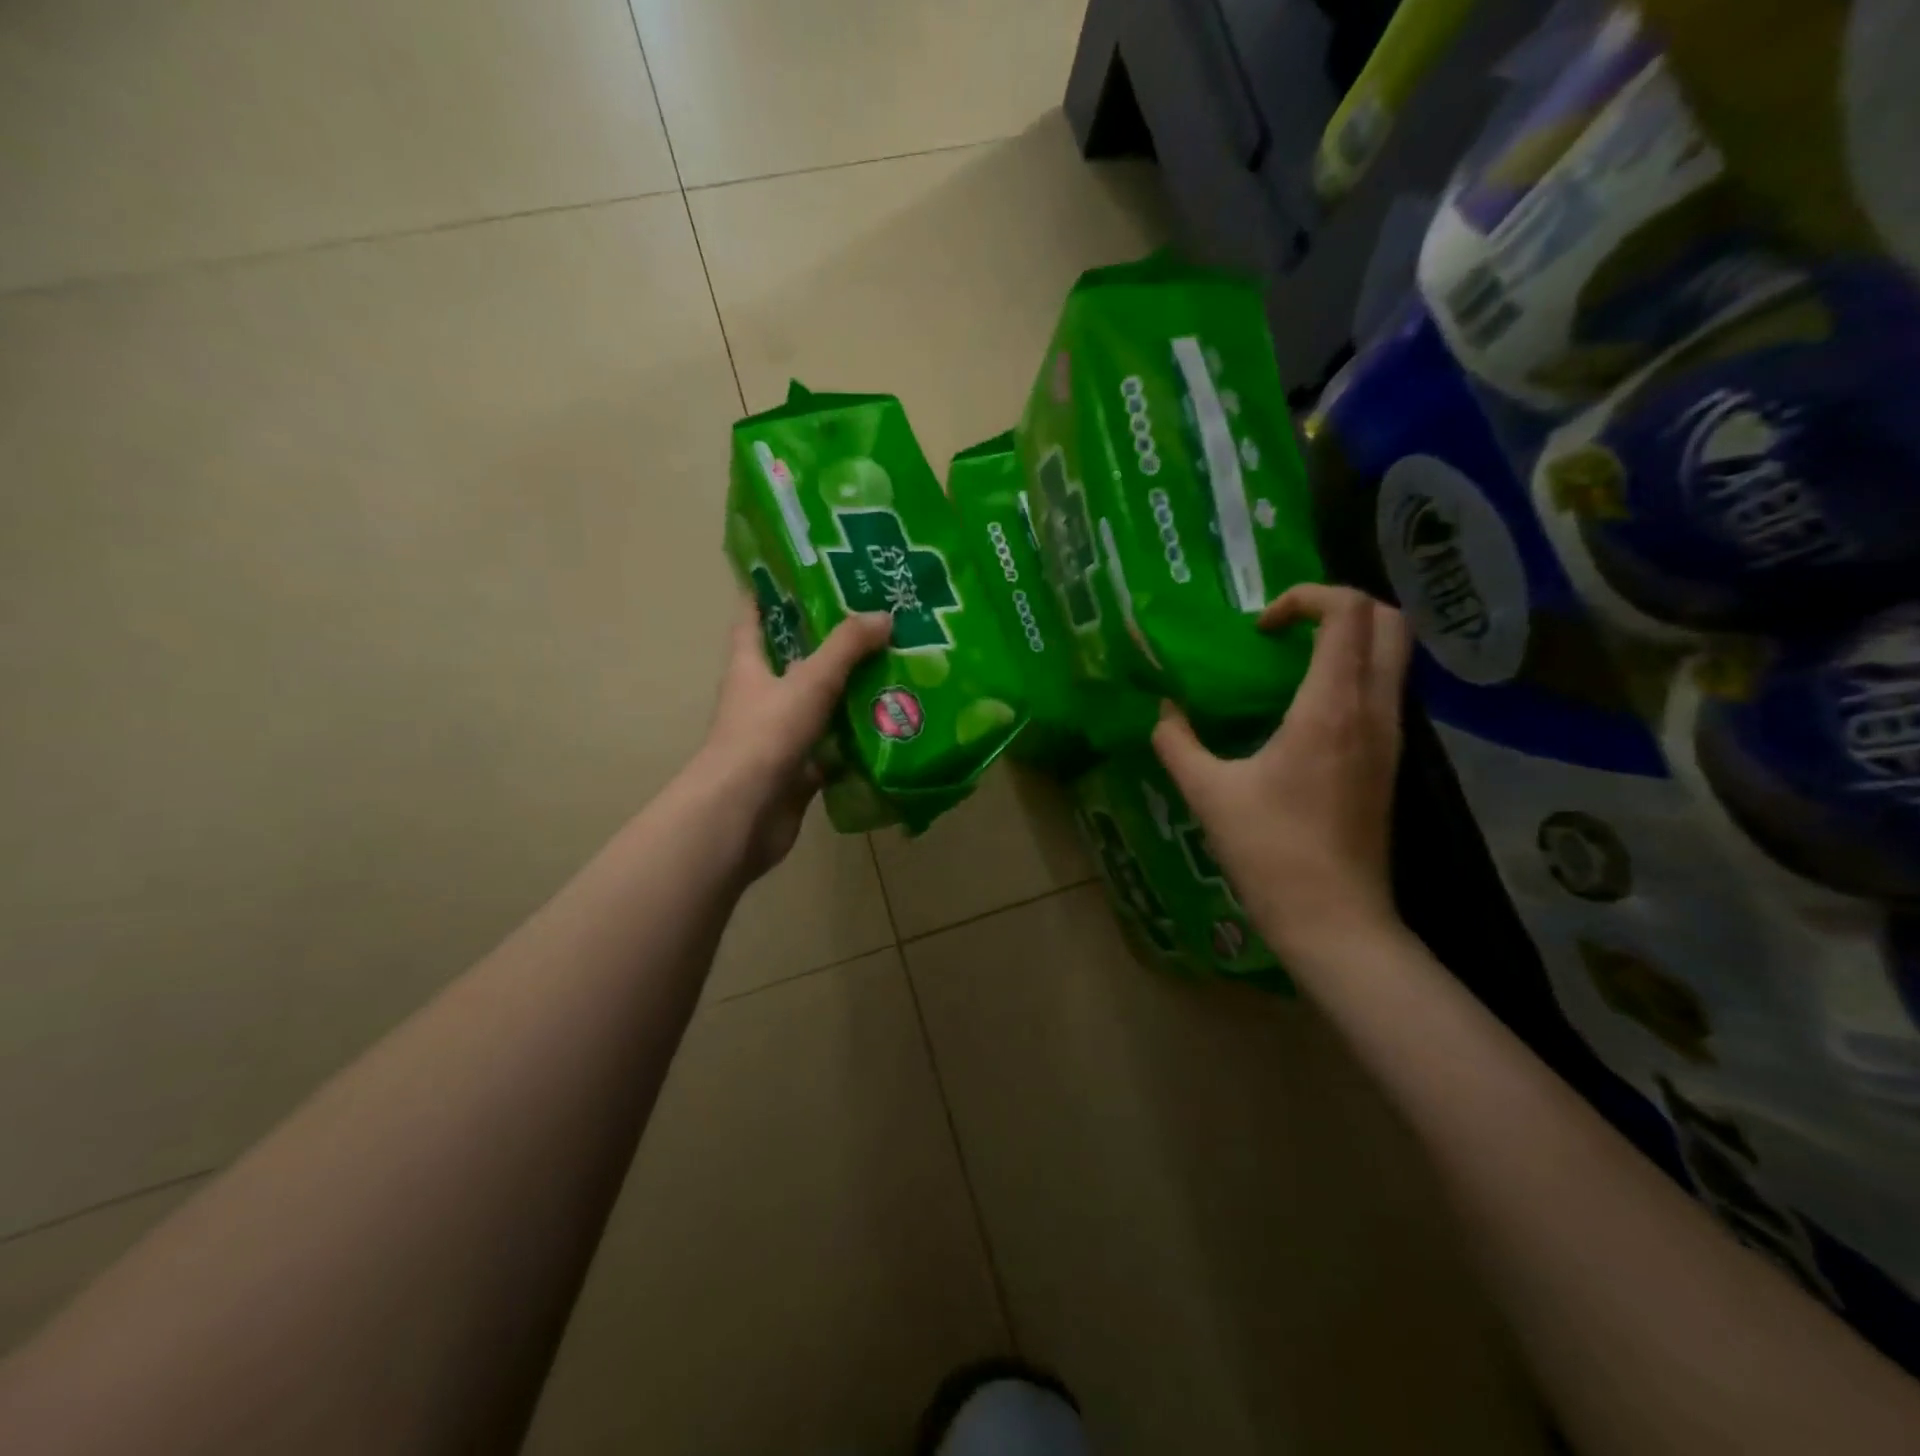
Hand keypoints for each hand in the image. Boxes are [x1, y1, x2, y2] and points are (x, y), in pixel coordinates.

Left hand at [694, 603, 892, 879]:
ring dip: (847, 693)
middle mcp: (761, 698)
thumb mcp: (810, 682)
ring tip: (892, 669)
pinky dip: (855, 742)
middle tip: (870, 621)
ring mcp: (778, 736)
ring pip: (817, 706)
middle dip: (826, 643)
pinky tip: (889, 728)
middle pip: (793, 662)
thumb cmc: (766, 735)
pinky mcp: (797, 770)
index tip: (796, 571)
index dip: (768, 593)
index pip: (752, 618)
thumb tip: (883, 615)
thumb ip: (846, 648)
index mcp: (749, 667)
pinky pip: (831, 749)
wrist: (744, 813)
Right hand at [1153, 584, 1412, 961]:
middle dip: (1340, 606)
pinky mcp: (1391, 761)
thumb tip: (1164, 711)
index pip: (1349, 611)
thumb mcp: (1207, 792)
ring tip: (1291, 664)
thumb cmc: (1270, 852)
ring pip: (1394, 655)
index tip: (1261, 628)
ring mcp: (1391, 736)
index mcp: (1330, 707)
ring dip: (1349, 640)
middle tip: (1287, 630)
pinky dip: (1353, 674)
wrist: (1334, 919)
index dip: (1306, 597)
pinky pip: (1385, 690)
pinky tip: (1305, 709)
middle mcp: (1373, 710)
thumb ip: (1176, 742)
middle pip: (1390, 621)